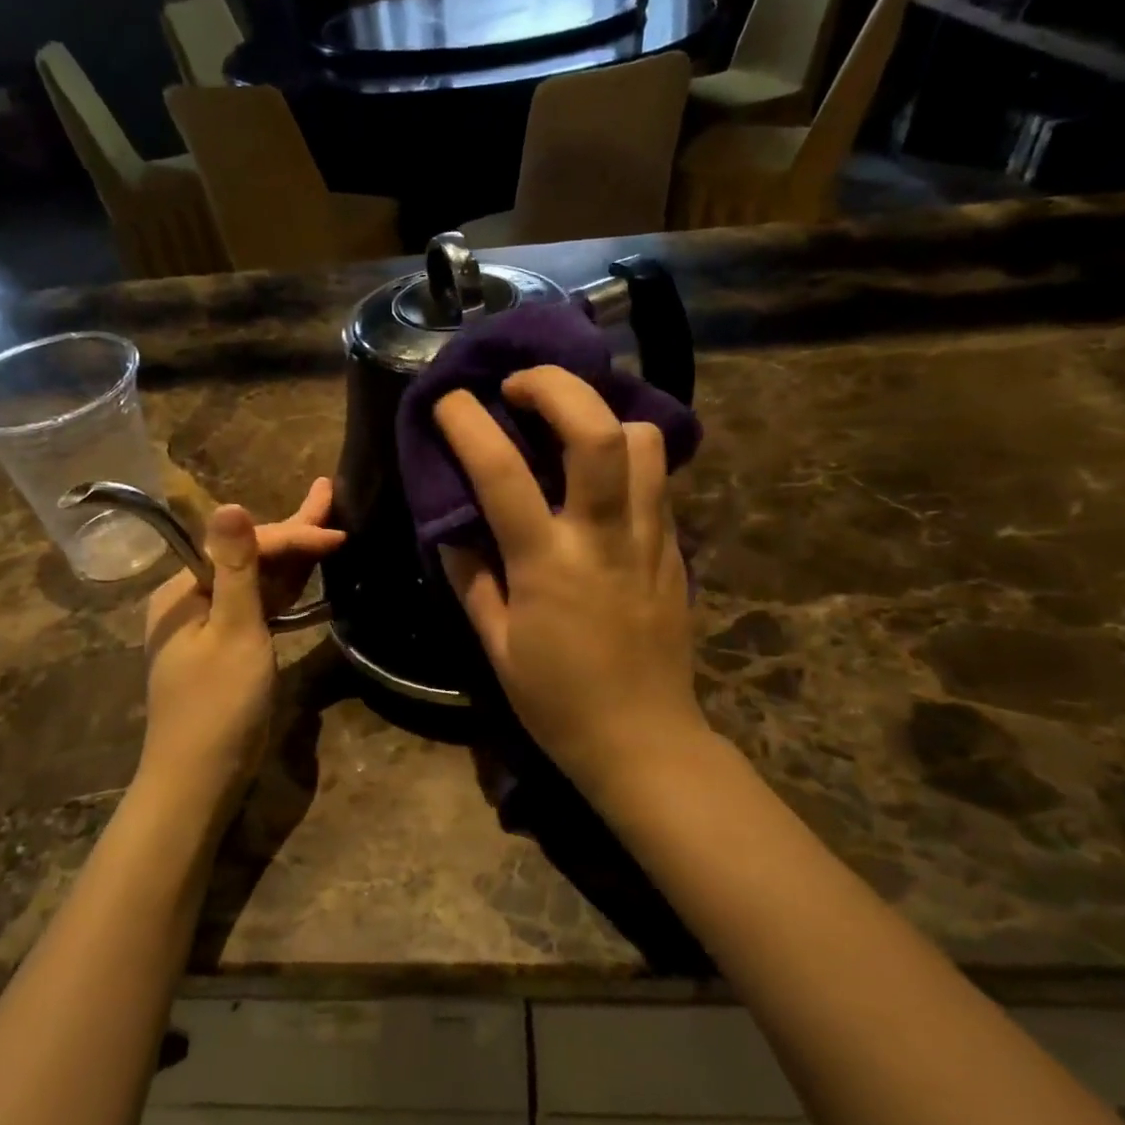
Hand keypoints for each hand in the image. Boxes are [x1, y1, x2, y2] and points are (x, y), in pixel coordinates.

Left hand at [140, 478, 343, 802]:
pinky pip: (260, 607)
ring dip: (293, 554)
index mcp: (184, 590)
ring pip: (258, 580)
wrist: (200, 780)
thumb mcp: (234, 633)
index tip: (338, 534)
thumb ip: (237, 569)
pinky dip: (286, 590)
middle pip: (250, 556)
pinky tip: (308, 572)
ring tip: (325, 522)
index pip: (246, 547)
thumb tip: (229, 504)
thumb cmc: (218, 707)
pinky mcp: (229, 647)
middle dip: (293, 531)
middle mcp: (193, 599)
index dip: (293, 536)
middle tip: (330, 495)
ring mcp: (211, 624)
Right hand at [435, 367, 707, 795]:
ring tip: (569, 424)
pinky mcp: (675, 549)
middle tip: (520, 384)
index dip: (469, 424)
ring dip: (602, 414)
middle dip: (556, 386)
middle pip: (596, 431)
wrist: (644, 740)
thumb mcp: (495, 645)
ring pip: (643, 442)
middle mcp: (603, 538)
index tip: (449, 402)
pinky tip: (601, 471)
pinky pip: (658, 479)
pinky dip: (628, 453)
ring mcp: (649, 539)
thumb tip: (450, 527)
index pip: (501, 473)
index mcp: (547, 566)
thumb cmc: (557, 701)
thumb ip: (470, 577)